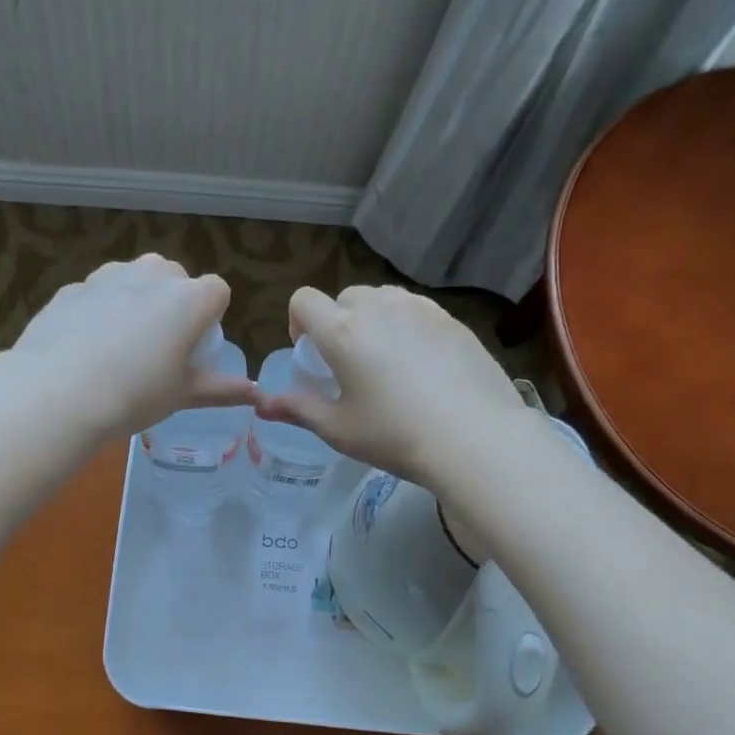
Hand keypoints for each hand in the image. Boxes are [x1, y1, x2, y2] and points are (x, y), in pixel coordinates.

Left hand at [1, 254, 252, 439]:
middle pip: (174, 279)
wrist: (59, 393)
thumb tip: (255, 394)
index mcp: (190, 298)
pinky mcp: (73, 287)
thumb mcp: (184, 395)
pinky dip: (97, 314)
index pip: (217, 292)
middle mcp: (153, 273)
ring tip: (118, 351)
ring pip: (133, 282)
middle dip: (171, 305)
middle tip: (157, 351)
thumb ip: (221, 388)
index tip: (194, 348)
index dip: (209, 319)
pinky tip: (84, 350)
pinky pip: (97, 297)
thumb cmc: (136, 395)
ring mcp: (108, 275)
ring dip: (134, 304)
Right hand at [254, 285, 523, 485]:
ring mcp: (420, 309)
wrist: (473, 437)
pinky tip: (423, 365)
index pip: (304, 300)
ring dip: (374, 319)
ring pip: (384, 299)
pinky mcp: (452, 319)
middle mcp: (378, 308)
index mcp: (342, 331)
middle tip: (349, 363)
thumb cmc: (394, 436)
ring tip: (386, 360)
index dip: (298, 323)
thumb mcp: (338, 429)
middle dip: (338, 322)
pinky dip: (408, 326)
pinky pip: (417, 310)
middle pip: (346, 297)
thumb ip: (297, 409)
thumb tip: (261, 404)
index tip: (311, 354)